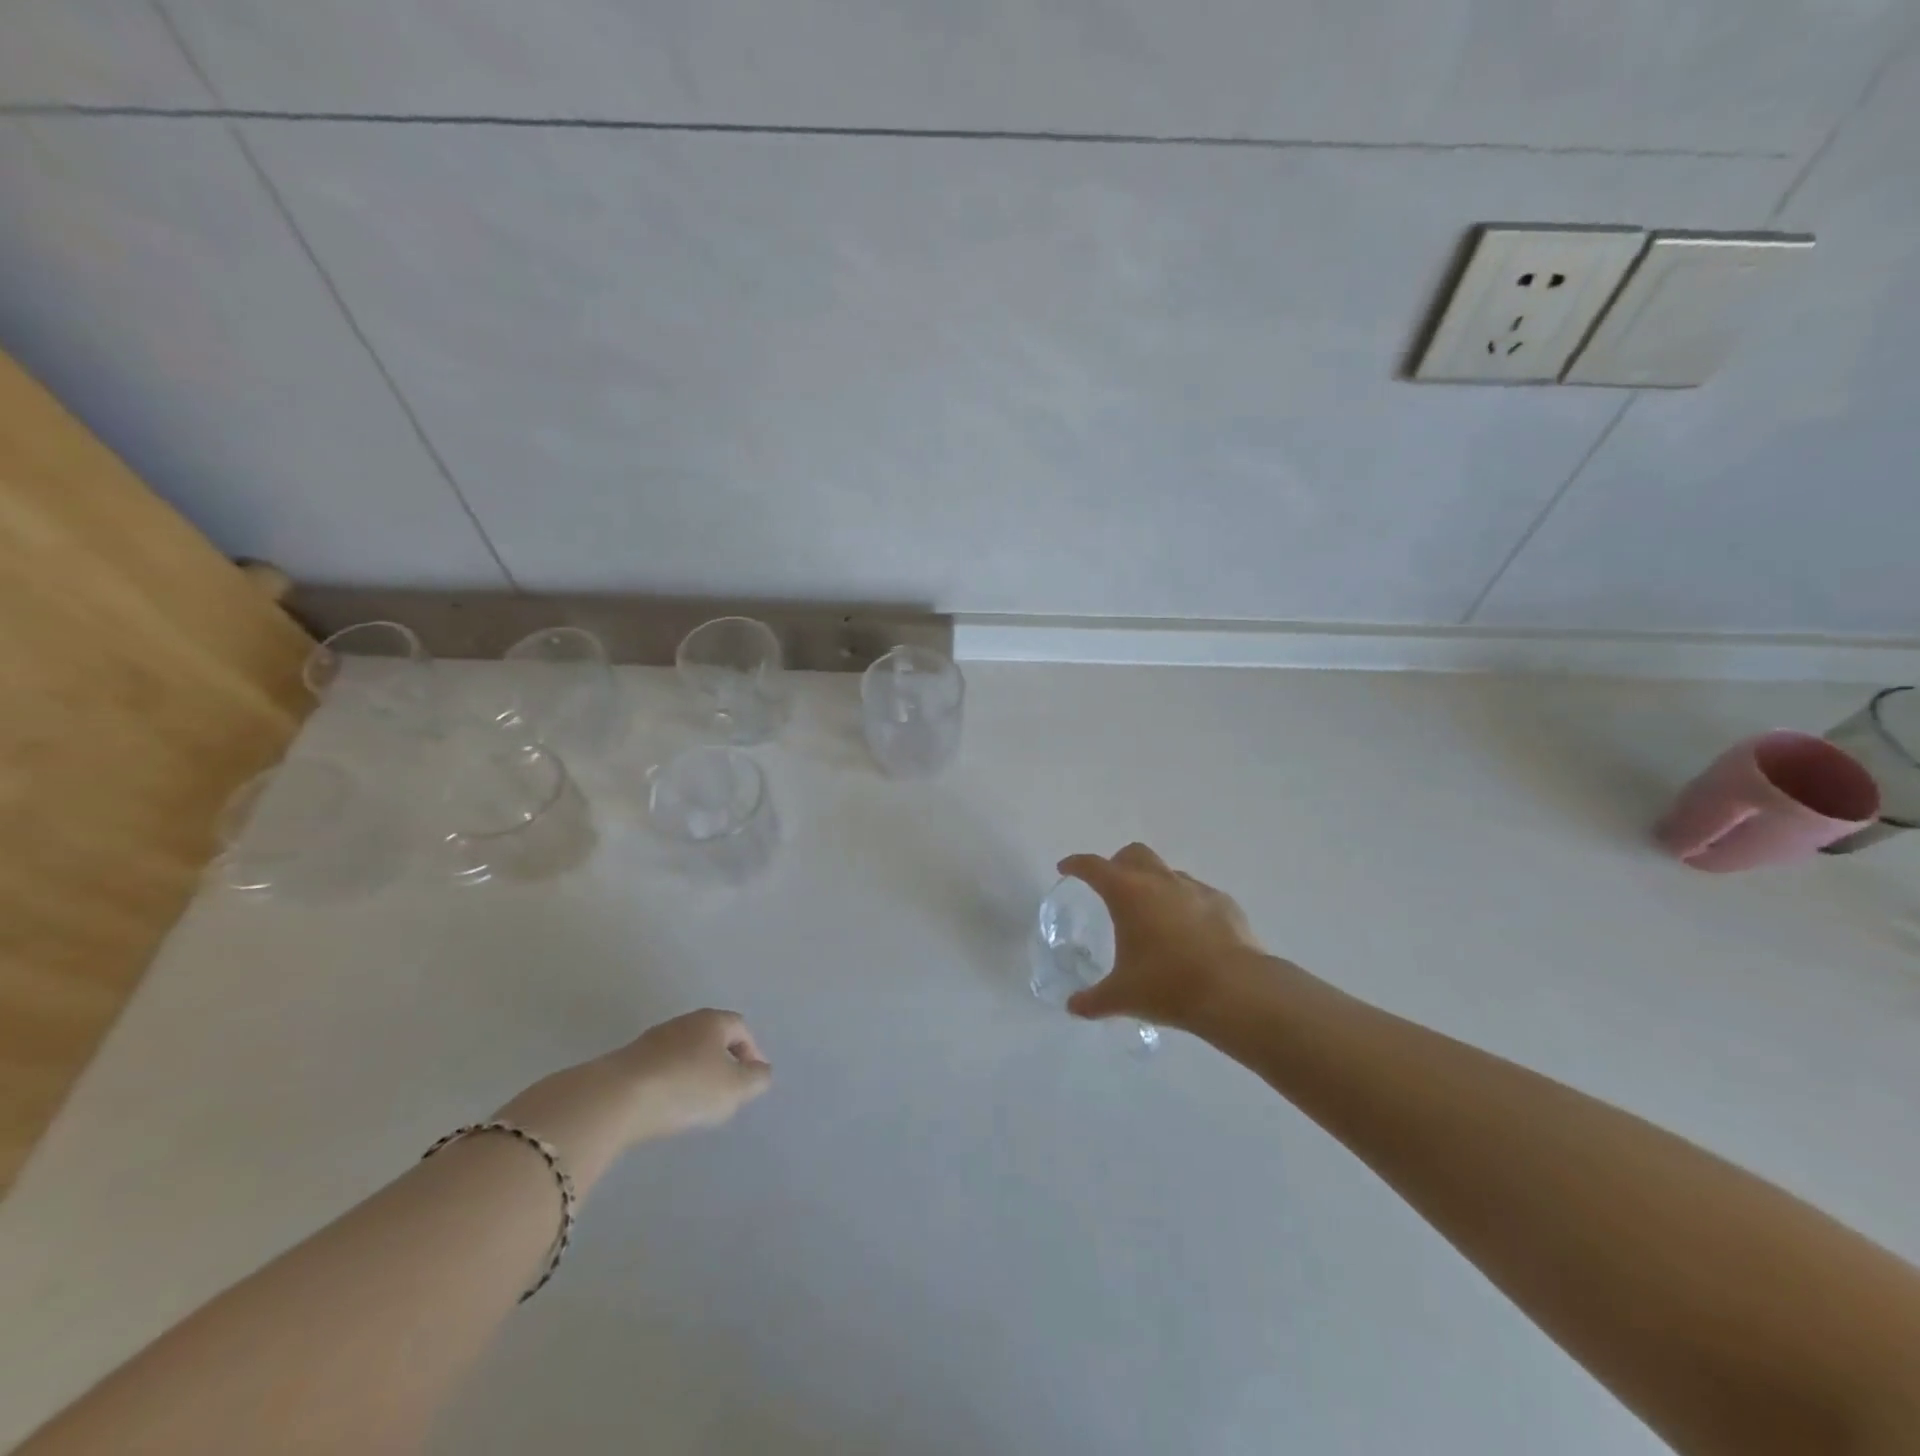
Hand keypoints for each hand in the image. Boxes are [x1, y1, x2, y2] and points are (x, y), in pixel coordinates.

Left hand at [606, 1008, 773, 1142]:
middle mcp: (684, 1022)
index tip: (753, 1078)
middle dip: (723, 1060)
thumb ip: (756, 1079)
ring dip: (695, 1072)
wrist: (616, 1099)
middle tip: (728, 1089)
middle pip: (712, 1037)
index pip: (741, 1028)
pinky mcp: (628, 1060)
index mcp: (712, 1021)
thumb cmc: (686, 1087)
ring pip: (685, 1052)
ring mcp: (652, 1039)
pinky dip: (671, 1081)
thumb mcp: (733, 1088)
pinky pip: (661, 1067)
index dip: (752, 1051)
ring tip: (697, 1102)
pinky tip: (667, 1105)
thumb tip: (761, 1071)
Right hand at [1057, 844, 1274, 1030]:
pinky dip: (1186, 904)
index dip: (1077, 865)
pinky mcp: (1224, 903)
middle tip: (1112, 887)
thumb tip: (1073, 1007)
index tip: (1066, 868)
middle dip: (1118, 864)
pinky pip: (1197, 894)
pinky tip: (1189, 932)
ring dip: (1155, 884)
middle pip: (1134, 854)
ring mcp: (1195, 889)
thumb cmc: (1168, 985)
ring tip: (1153, 915)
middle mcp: (1160, 881)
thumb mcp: (1122, 996)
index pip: (1093, 867)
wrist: (1236, 991)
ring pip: (1168, 872)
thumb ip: (1093, 1000)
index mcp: (1127, 893)